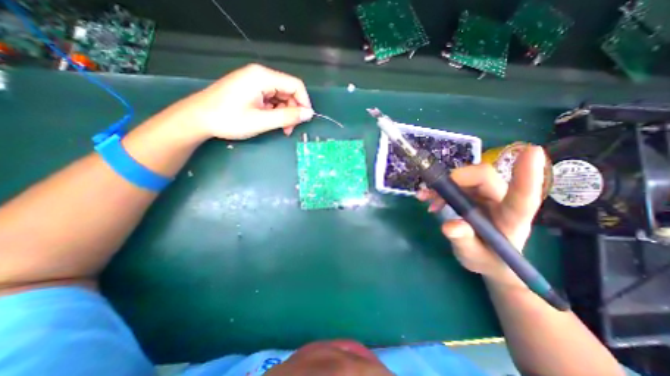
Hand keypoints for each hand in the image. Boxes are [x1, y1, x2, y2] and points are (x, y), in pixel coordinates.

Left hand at [178, 62, 314, 138]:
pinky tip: (270, 121)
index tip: (304, 120)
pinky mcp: (251, 89)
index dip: (304, 103)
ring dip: (285, 113)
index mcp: (263, 77)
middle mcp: (260, 75)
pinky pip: (271, 99)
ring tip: (280, 128)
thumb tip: (309, 114)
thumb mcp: (261, 121)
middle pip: (289, 91)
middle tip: (289, 129)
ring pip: (281, 97)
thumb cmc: (229, 119)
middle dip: (293, 111)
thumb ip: (287, 117)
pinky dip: (275, 112)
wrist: (198, 119)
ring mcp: (255, 82)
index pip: (295, 85)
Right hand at [421, 146, 546, 285]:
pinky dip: (439, 189)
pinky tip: (427, 198)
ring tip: (425, 197)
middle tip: (435, 193)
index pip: (523, 196)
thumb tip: (449, 225)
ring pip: (467, 177)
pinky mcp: (473, 195)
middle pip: (484, 176)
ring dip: (443, 185)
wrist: (488, 258)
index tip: (531, 152)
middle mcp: (501, 201)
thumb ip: (464, 242)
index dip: (526, 175)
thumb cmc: (487, 260)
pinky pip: (455, 184)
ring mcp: (486, 196)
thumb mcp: (473, 257)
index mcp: (511, 219)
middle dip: (457, 179)